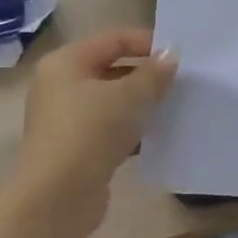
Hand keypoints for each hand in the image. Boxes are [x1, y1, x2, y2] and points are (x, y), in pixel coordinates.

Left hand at [12, 28, 177, 237]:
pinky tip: (157, 136)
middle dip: (146, 75)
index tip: (179, 56)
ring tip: (173, 108)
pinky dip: (131, 129)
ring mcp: (65, 119)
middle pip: (111, 69)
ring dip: (140, 104)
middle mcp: (60, 85)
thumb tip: (170, 56)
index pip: (113, 39)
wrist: (58, 197)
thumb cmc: (90, 132)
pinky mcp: (74, 148)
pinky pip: (108, 128)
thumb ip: (153, 73)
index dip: (147, 43)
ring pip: (111, 101)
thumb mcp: (130, 96)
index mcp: (66, 62)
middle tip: (180, 82)